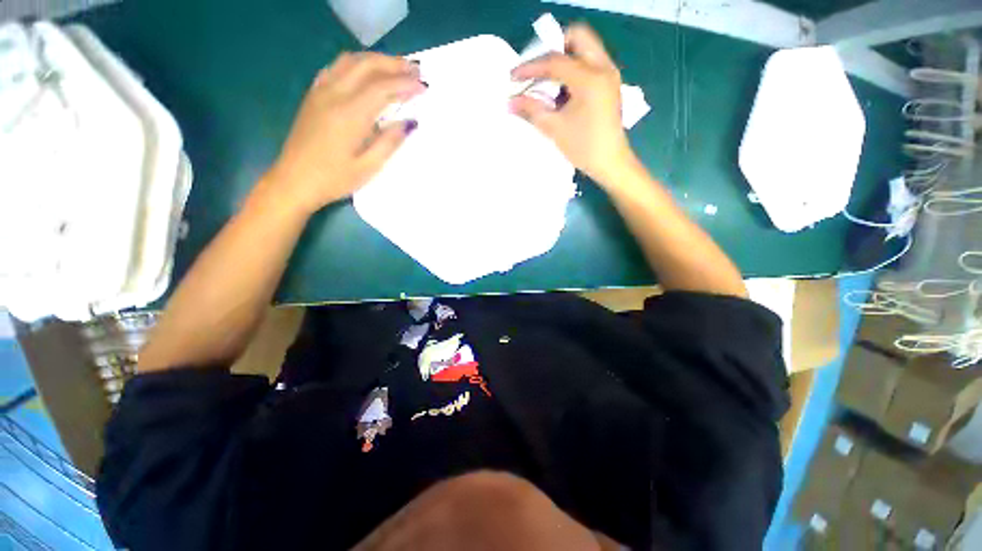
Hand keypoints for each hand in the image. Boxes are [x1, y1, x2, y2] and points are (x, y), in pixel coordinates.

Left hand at [264, 53, 424, 214]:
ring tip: (395, 67)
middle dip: (393, 64)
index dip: (405, 84)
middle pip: (367, 66)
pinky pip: (335, 68)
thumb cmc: (334, 179)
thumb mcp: (368, 167)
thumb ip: (390, 142)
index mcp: (350, 114)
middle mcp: (334, 95)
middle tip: (414, 70)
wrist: (294, 181)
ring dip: (375, 60)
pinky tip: (365, 73)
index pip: (382, 88)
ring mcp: (320, 92)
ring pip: (350, 61)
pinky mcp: (313, 96)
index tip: (424, 86)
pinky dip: (355, 64)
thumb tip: (410, 123)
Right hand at [510, 24, 635, 186]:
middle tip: (537, 70)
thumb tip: (510, 101)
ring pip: (584, 48)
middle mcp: (603, 67)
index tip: (513, 77)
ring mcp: (609, 73)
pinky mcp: (609, 83)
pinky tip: (562, 90)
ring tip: (547, 82)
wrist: (610, 162)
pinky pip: (589, 62)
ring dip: (563, 58)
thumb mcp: (554, 128)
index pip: (555, 60)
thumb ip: (532, 109)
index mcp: (590, 78)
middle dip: (553, 49)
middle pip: (577, 37)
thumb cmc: (583, 147)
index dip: (530, 67)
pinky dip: (573, 68)